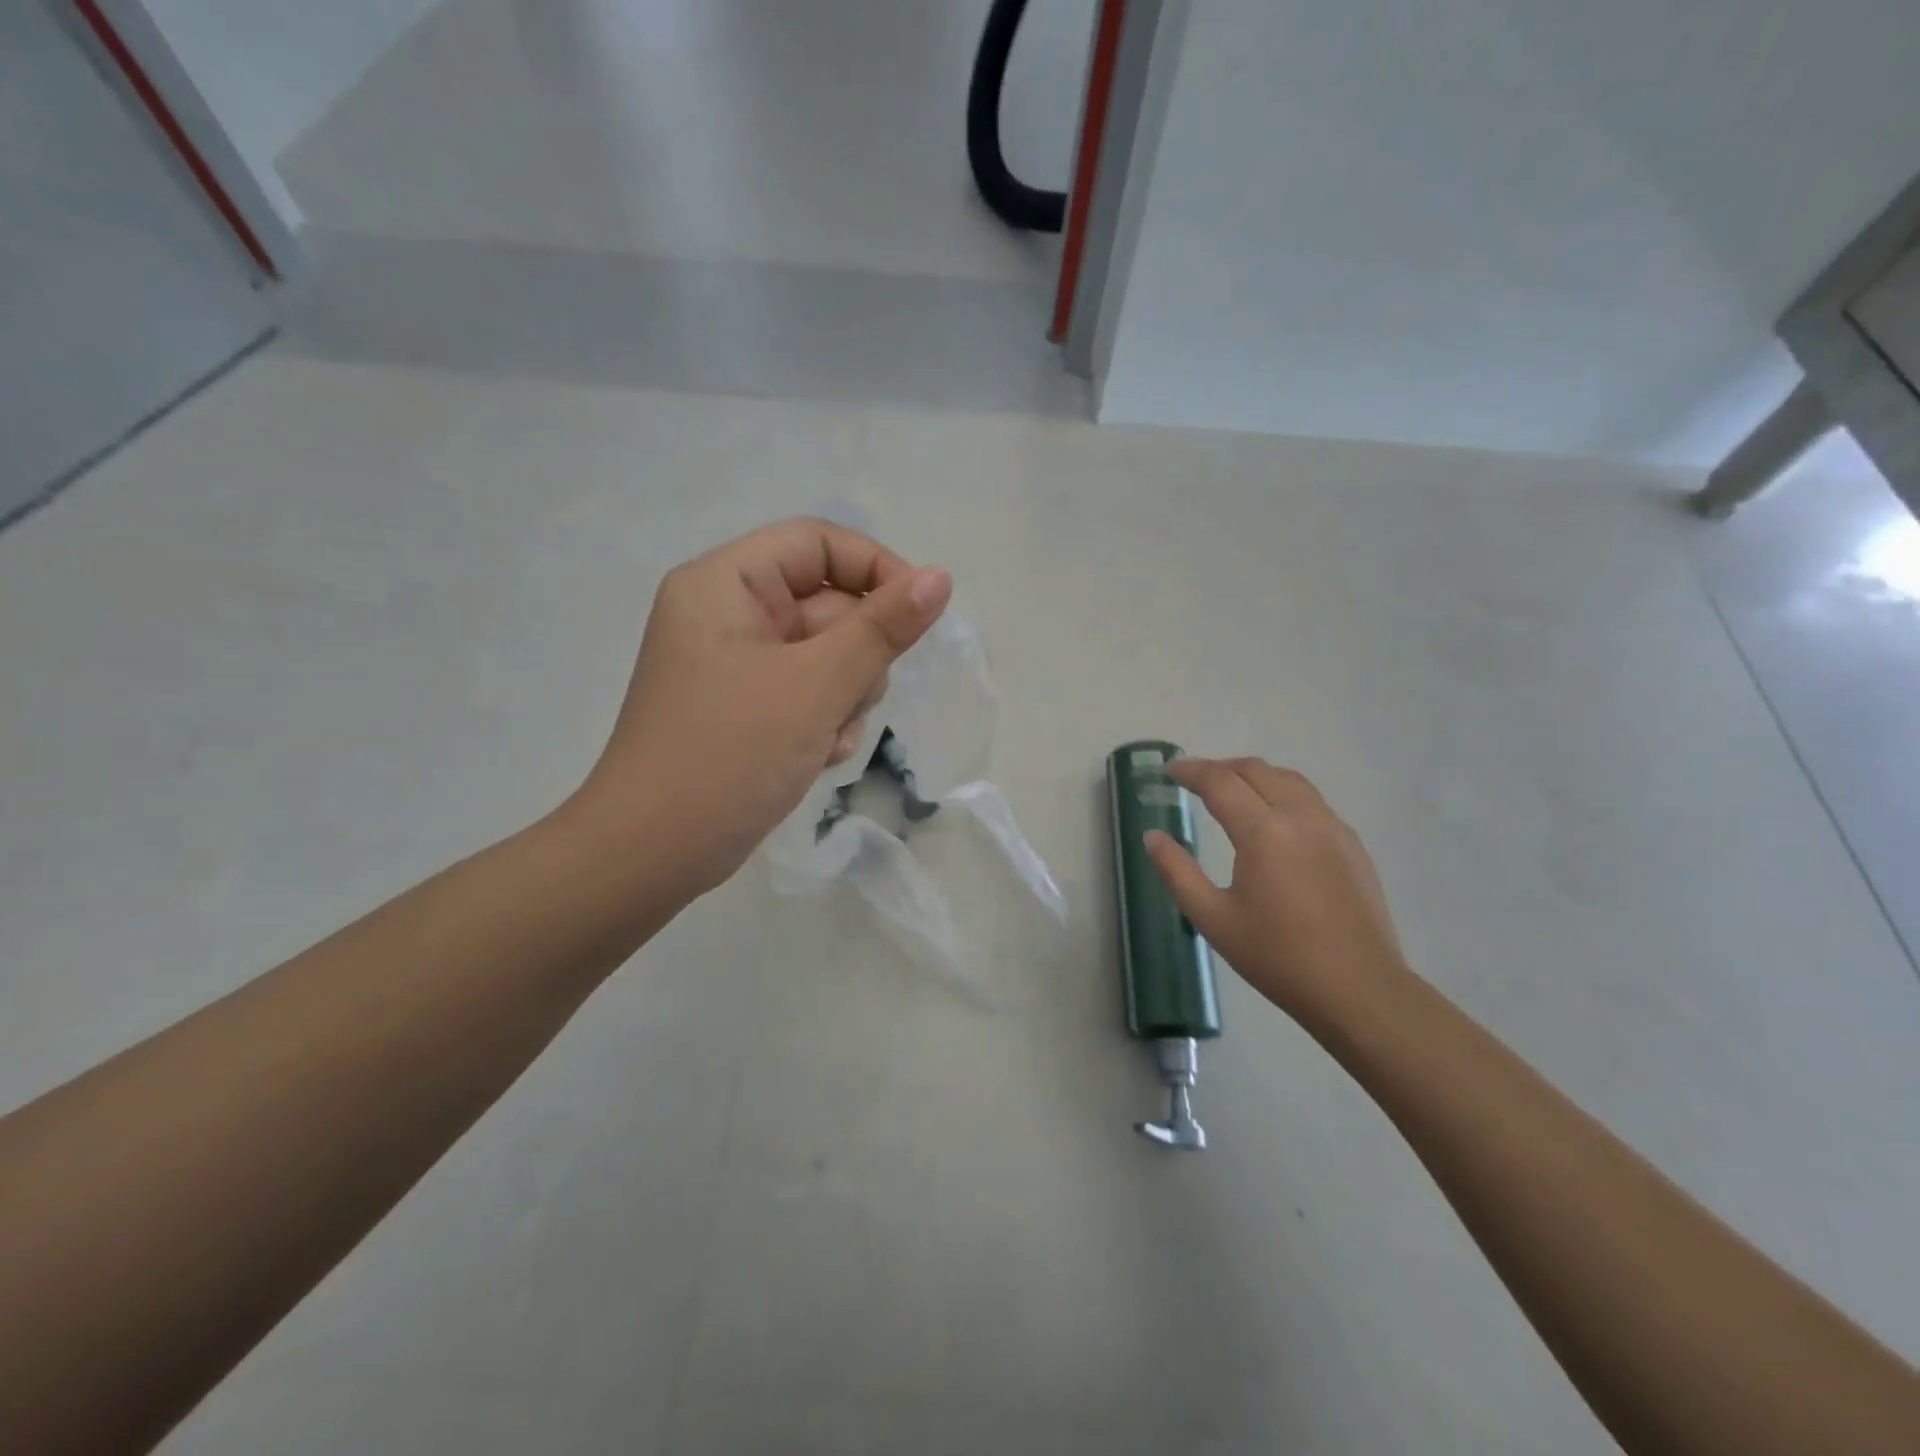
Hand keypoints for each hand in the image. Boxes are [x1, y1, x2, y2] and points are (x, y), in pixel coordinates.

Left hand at [565, 518, 950, 897]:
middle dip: (855, 656)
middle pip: (827, 604)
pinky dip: (824, 720)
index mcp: (726, 584)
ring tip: (825, 738)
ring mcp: (738, 665)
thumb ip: (882, 628)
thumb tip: (939, 578)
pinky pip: (809, 692)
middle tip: (848, 700)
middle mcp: (729, 614)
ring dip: (845, 696)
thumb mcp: (816, 686)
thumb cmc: (729, 755)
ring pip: (828, 655)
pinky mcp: (748, 708)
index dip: (875, 569)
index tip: (920, 614)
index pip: (818, 543)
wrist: (653, 854)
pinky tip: (815, 758)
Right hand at [1145, 758, 1407, 1025]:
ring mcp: (1332, 827)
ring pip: (1288, 779)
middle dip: (1220, 767)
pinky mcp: (1352, 844)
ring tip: (1232, 790)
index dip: (1191, 770)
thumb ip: (1177, 872)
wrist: (1358, 989)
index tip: (1170, 771)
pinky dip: (1282, 791)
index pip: (1220, 782)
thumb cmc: (1277, 956)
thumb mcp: (1213, 919)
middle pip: (1256, 770)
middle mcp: (1300, 817)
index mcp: (1263, 832)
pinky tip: (1273, 818)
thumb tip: (1152, 837)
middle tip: (1194, 780)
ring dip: (1254, 775)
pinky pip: (1311, 799)